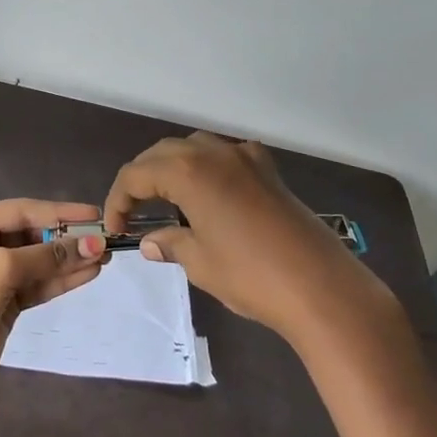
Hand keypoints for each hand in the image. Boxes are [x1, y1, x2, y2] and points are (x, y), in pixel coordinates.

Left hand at [0, 198, 107, 404]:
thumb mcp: (2, 270)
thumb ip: (47, 256)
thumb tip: (93, 243)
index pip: (22, 210)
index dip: (60, 212)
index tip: (95, 214)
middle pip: (33, 234)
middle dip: (67, 237)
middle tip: (105, 238)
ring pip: (40, 260)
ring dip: (70, 259)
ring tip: (105, 256)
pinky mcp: (6, 300)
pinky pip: (39, 283)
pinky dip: (62, 279)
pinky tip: (89, 272)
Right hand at [104, 132, 396, 347]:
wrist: (321, 288)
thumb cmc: (251, 275)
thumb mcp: (200, 262)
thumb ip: (170, 244)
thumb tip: (150, 241)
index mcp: (188, 171)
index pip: (136, 174)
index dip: (118, 199)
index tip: (115, 228)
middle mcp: (214, 153)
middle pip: (162, 154)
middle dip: (142, 178)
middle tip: (133, 211)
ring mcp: (245, 157)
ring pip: (195, 148)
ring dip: (173, 167)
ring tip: (166, 198)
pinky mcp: (269, 171)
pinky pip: (228, 154)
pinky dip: (210, 166)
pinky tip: (212, 189)